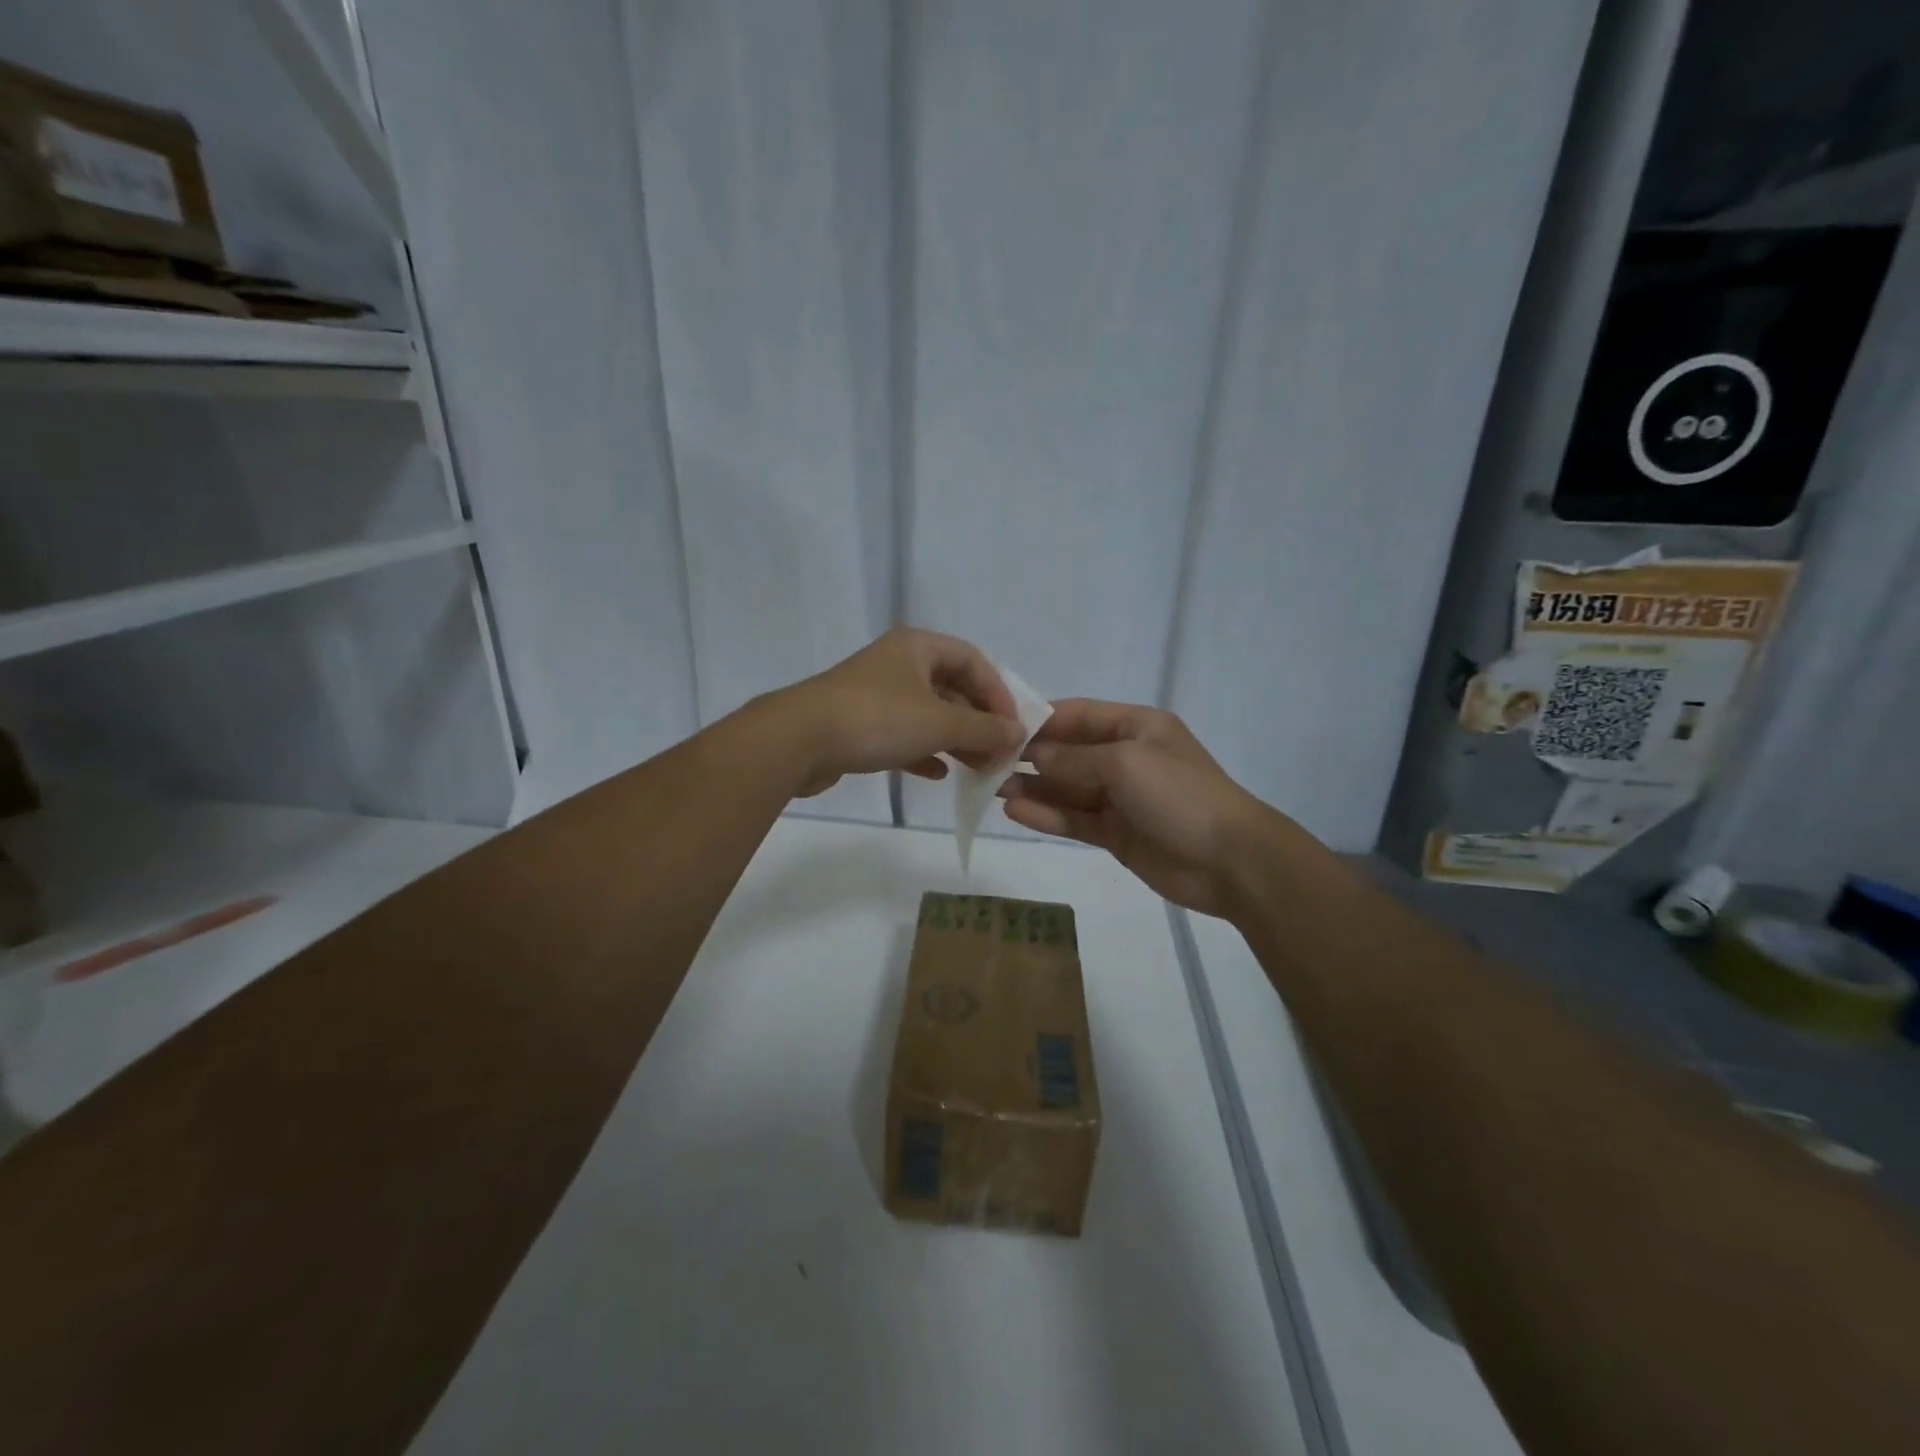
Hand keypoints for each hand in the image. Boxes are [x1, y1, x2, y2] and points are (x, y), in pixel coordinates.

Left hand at [772, 628, 1023, 797]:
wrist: (797, 741)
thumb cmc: (876, 719)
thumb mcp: (938, 723)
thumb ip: (983, 729)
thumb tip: (1018, 733)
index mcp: (918, 647)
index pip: (973, 660)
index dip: (998, 692)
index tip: (1012, 727)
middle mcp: (898, 664)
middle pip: (952, 688)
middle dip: (978, 722)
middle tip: (999, 754)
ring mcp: (876, 695)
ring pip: (928, 714)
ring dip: (955, 740)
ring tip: (977, 769)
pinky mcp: (859, 725)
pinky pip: (903, 735)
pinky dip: (924, 751)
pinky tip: (939, 775)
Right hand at [998, 699, 1308, 917]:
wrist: (1229, 861)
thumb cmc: (1180, 795)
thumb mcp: (1125, 763)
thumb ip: (1074, 759)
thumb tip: (1033, 754)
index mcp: (1136, 727)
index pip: (1078, 715)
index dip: (1040, 720)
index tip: (999, 726)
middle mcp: (1125, 757)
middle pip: (1069, 752)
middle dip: (1030, 756)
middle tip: (986, 763)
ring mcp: (1120, 798)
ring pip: (1068, 789)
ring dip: (1033, 788)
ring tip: (992, 788)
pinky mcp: (1116, 833)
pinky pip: (1075, 819)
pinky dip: (1048, 815)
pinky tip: (1016, 812)